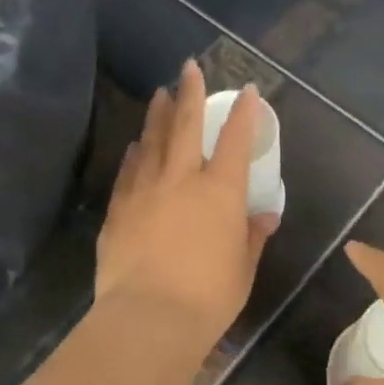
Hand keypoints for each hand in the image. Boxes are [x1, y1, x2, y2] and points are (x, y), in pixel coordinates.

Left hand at [94, 61, 279, 351]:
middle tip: (188, 67)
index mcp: (219, 192)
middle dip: (189, 93)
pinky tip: (134, 146)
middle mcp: (180, 180)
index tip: (247, 90)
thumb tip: (265, 214)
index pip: (234, 141)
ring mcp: (143, 192)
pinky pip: (127, 172)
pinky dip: (134, 154)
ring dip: (157, 116)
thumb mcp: (243, 268)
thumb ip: (252, 236)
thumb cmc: (208, 297)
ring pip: (151, 142)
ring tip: (159, 95)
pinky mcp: (118, 211)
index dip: (243, 113)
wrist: (149, 317)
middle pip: (184, 126)